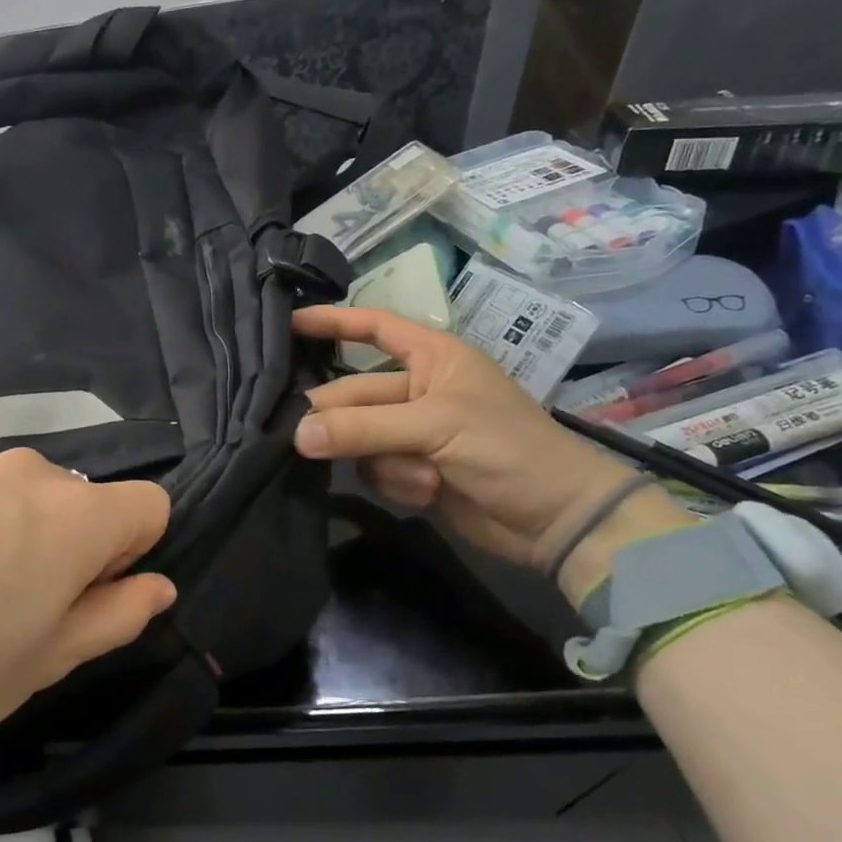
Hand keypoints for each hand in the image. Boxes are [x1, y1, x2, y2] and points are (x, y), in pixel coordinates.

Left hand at [0, 449, 174, 790]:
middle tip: (28, 608)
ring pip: (33, 497)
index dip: (135, 551)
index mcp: (76, 515)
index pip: (150, 504)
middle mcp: (32, 473)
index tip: (93, 594)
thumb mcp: (48, 660)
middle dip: (79, 544)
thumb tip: (158, 586)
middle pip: (88, 499)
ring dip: (27, 535)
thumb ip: (116, 615)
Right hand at [291, 306, 641, 570]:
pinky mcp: (411, 470)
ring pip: (358, 438)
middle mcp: (417, 389)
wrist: (554, 519)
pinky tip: (428, 493)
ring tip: (421, 476)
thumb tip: (297, 435)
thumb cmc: (507, 449)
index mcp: (433, 357)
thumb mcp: (436, 427)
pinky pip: (374, 469)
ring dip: (383, 461)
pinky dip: (397, 483)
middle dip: (341, 420)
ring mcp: (413, 432)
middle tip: (303, 439)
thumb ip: (363, 428)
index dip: (332, 322)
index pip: (374, 328)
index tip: (287, 324)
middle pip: (354, 394)